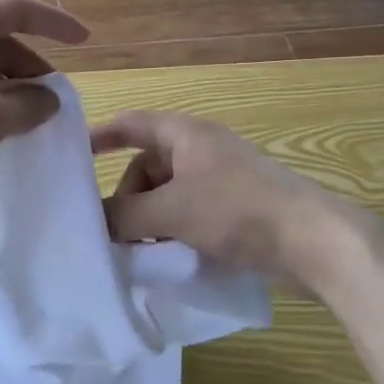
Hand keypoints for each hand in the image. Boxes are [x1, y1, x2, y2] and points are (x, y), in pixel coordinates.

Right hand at [91, 110, 374, 279]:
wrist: (312, 241)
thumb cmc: (236, 210)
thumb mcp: (172, 211)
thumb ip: (126, 215)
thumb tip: (94, 222)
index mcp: (185, 135)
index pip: (131, 125)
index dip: (100, 136)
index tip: (71, 155)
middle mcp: (200, 150)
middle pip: (147, 167)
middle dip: (127, 198)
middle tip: (115, 232)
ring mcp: (220, 179)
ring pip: (167, 194)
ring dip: (149, 220)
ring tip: (141, 252)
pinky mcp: (235, 208)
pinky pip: (189, 213)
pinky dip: (173, 231)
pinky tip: (169, 258)